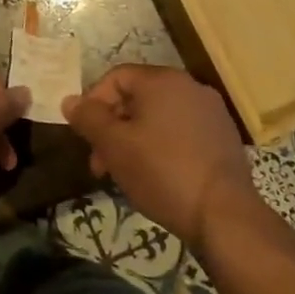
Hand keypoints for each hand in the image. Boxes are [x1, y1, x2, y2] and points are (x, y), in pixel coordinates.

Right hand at [62, 64, 263, 250]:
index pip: (116, 77)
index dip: (93, 103)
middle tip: (100, 162)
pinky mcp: (224, 139)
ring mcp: (211, 113)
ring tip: (125, 174)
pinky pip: (181, 133)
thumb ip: (88, 118)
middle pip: (137, 98)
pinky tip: (156, 177)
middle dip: (112, 128)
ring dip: (134, 140)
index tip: (85, 135)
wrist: (225, 216)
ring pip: (158, 118)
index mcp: (162, 80)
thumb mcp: (114, 145)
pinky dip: (162, 147)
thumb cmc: (162, 172)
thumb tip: (69, 100)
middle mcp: (190, 87)